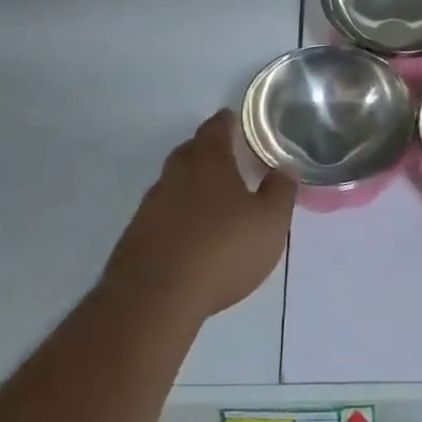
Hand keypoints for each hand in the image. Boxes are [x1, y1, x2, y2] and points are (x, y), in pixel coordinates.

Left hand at [104, 110, 296, 324]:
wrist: (155, 298)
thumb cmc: (222, 250)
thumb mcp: (270, 222)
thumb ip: (280, 192)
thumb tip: (284, 169)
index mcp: (208, 160)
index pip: (216, 127)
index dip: (228, 122)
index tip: (237, 123)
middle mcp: (175, 173)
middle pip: (192, 151)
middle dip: (209, 152)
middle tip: (230, 160)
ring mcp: (151, 204)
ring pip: (175, 183)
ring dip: (192, 186)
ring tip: (214, 201)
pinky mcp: (136, 235)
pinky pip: (163, 213)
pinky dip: (178, 215)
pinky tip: (191, 235)